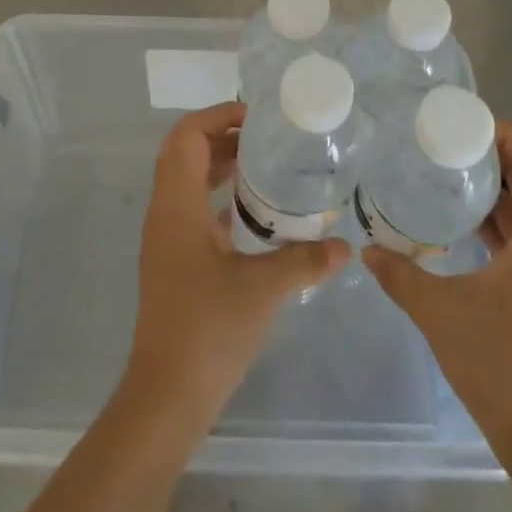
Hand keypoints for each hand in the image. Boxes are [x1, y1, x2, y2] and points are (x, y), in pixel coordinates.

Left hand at [124, 102, 348, 427]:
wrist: (167, 395)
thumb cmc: (209, 330)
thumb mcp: (263, 290)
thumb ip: (304, 261)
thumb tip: (346, 246)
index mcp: (177, 205)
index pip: (186, 136)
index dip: (217, 116)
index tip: (255, 117)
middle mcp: (164, 211)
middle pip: (183, 151)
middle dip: (220, 135)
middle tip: (264, 137)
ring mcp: (164, 236)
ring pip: (185, 178)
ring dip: (217, 163)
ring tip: (261, 164)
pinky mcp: (171, 258)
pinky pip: (190, 205)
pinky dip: (215, 193)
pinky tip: (250, 210)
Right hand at [364, 123, 511, 457]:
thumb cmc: (503, 367)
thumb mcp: (441, 314)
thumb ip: (401, 275)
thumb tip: (367, 250)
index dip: (510, 137)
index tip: (467, 125)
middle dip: (496, 159)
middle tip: (447, 146)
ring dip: (497, 194)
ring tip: (449, 179)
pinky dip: (500, 226)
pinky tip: (463, 233)